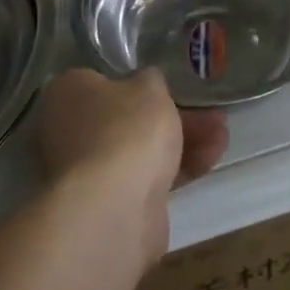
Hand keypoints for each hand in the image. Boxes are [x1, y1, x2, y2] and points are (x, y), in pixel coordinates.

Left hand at [33, 67, 228, 204]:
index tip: (167, 85)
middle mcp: (69, 131)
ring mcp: (88, 171)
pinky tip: (212, 158)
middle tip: (208, 111)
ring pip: (141, 149)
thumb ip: (150, 80)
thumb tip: (145, 83)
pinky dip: (178, 167)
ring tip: (222, 133)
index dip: (135, 81)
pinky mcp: (111, 203)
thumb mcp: (149, 87)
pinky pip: (148, 177)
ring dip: (183, 140)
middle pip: (127, 117)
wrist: (114, 208)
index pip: (100, 80)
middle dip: (172, 114)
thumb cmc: (126, 130)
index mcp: (67, 94)